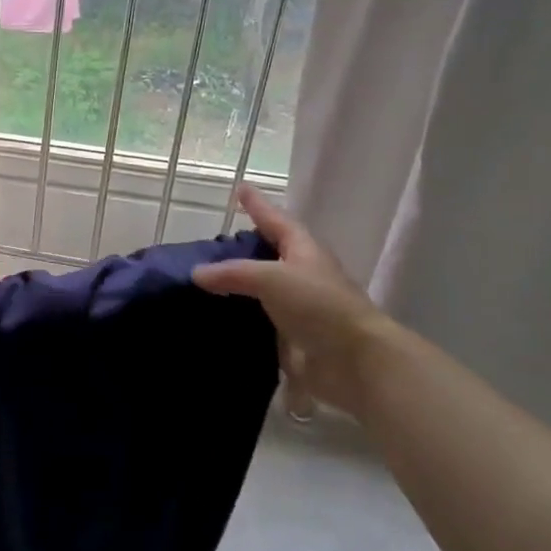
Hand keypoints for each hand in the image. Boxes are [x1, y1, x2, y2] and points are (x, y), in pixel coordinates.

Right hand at [192, 187, 392, 416]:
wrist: (353, 362)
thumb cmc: (319, 306)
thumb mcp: (272, 278)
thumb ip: (233, 273)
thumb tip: (196, 273)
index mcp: (304, 251)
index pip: (276, 221)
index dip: (259, 205)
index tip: (241, 188)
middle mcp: (301, 276)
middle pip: (270, 255)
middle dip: (245, 248)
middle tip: (213, 244)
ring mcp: (297, 309)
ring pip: (261, 291)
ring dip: (237, 286)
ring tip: (202, 282)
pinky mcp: (289, 339)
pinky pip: (257, 322)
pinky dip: (237, 318)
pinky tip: (213, 318)